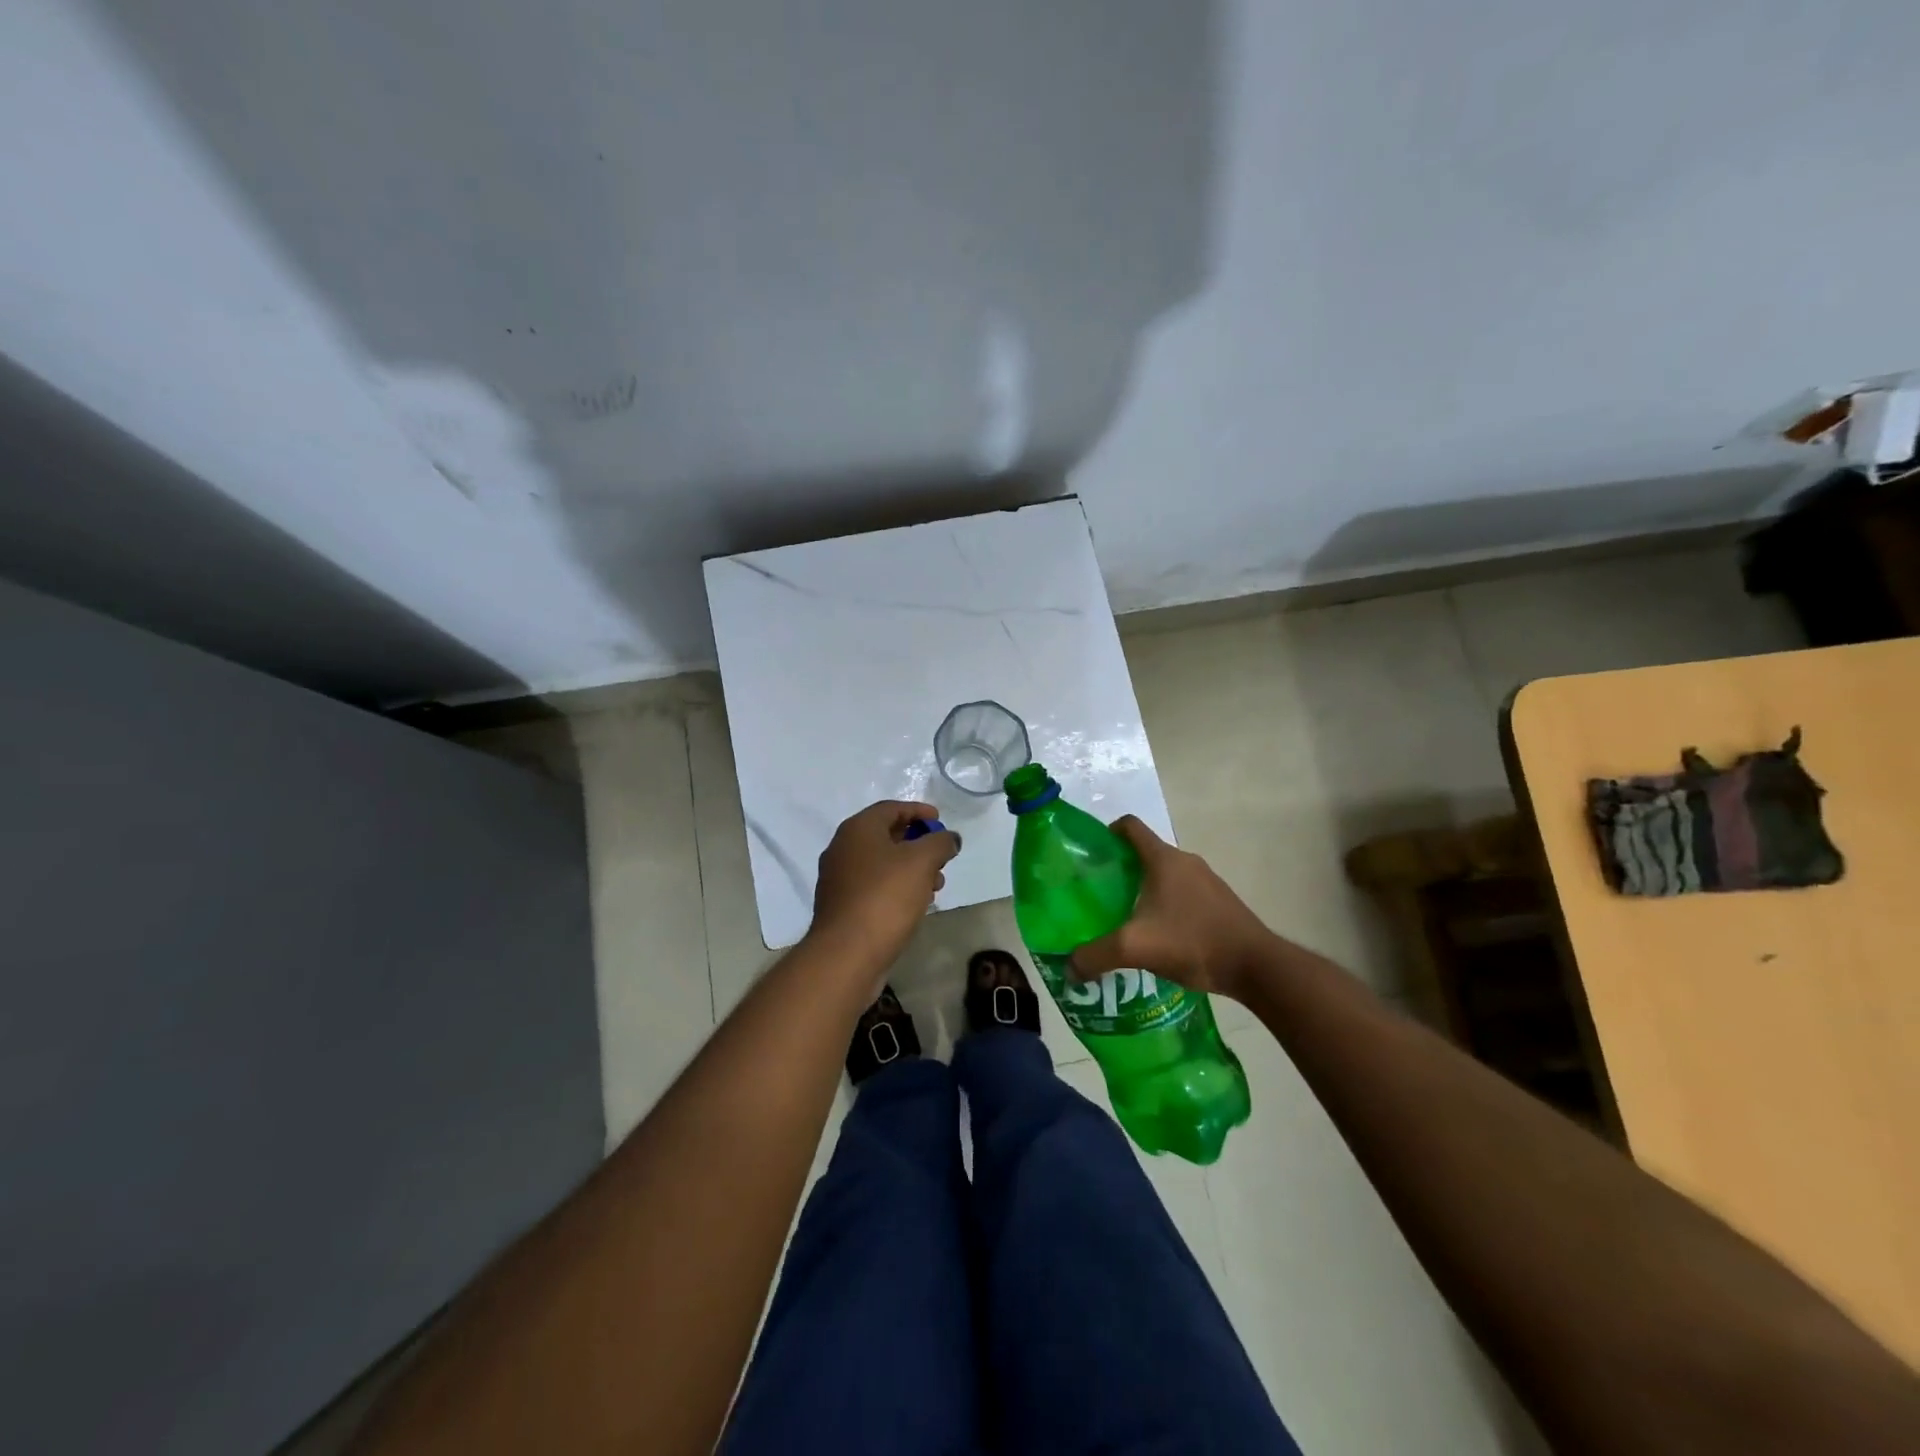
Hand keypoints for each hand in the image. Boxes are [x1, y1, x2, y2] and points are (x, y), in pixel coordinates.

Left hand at [809, 801, 960, 981]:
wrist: (846, 953)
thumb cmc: (885, 897)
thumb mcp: (921, 862)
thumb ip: (940, 843)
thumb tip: (949, 838)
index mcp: (857, 829)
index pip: (891, 808)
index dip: (918, 811)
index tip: (940, 821)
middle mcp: (843, 848)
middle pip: (886, 835)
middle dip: (918, 843)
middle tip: (941, 856)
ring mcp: (839, 878)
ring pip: (881, 863)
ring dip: (910, 868)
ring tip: (936, 885)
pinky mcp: (842, 905)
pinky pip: (874, 885)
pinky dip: (896, 886)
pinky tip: (916, 903)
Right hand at [1068, 816, 1274, 1000]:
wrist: (1256, 966)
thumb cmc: (1192, 942)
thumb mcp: (1135, 948)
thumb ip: (1096, 956)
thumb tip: (1068, 968)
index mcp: (1163, 860)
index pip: (1130, 827)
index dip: (1107, 833)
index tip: (1091, 854)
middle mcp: (1186, 862)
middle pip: (1146, 853)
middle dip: (1121, 869)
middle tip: (1100, 895)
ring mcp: (1208, 882)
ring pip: (1166, 876)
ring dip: (1145, 890)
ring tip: (1127, 919)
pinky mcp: (1220, 903)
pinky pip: (1184, 895)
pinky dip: (1167, 906)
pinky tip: (1159, 937)